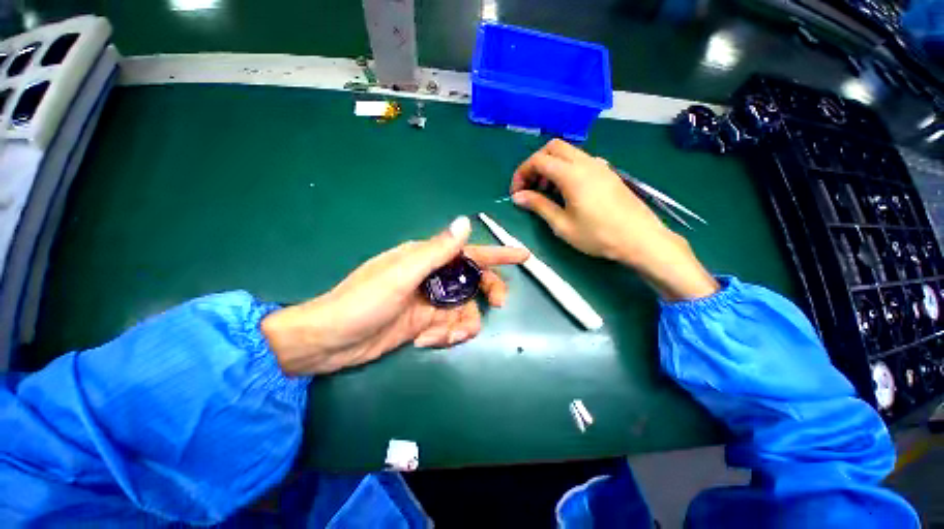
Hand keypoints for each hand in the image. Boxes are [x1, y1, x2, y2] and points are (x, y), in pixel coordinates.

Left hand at [261, 217, 528, 374]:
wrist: (332, 341)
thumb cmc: (363, 301)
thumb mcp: (401, 274)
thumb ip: (435, 251)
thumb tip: (464, 223)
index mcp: (427, 259)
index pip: (470, 252)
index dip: (498, 253)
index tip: (522, 256)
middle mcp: (432, 277)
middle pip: (474, 281)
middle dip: (488, 292)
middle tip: (498, 306)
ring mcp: (430, 302)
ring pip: (465, 309)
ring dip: (463, 324)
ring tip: (445, 336)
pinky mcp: (425, 323)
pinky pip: (450, 327)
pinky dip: (446, 336)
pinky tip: (426, 342)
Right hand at [511, 139, 717, 300]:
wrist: (640, 239)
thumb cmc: (597, 235)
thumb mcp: (562, 225)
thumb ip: (538, 206)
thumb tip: (518, 196)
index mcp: (572, 174)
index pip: (538, 161)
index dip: (522, 174)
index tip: (516, 193)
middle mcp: (586, 162)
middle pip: (553, 147)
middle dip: (536, 164)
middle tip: (530, 187)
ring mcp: (599, 165)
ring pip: (568, 152)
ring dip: (551, 166)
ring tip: (546, 191)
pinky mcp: (607, 173)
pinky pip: (580, 161)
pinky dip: (565, 169)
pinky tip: (566, 191)